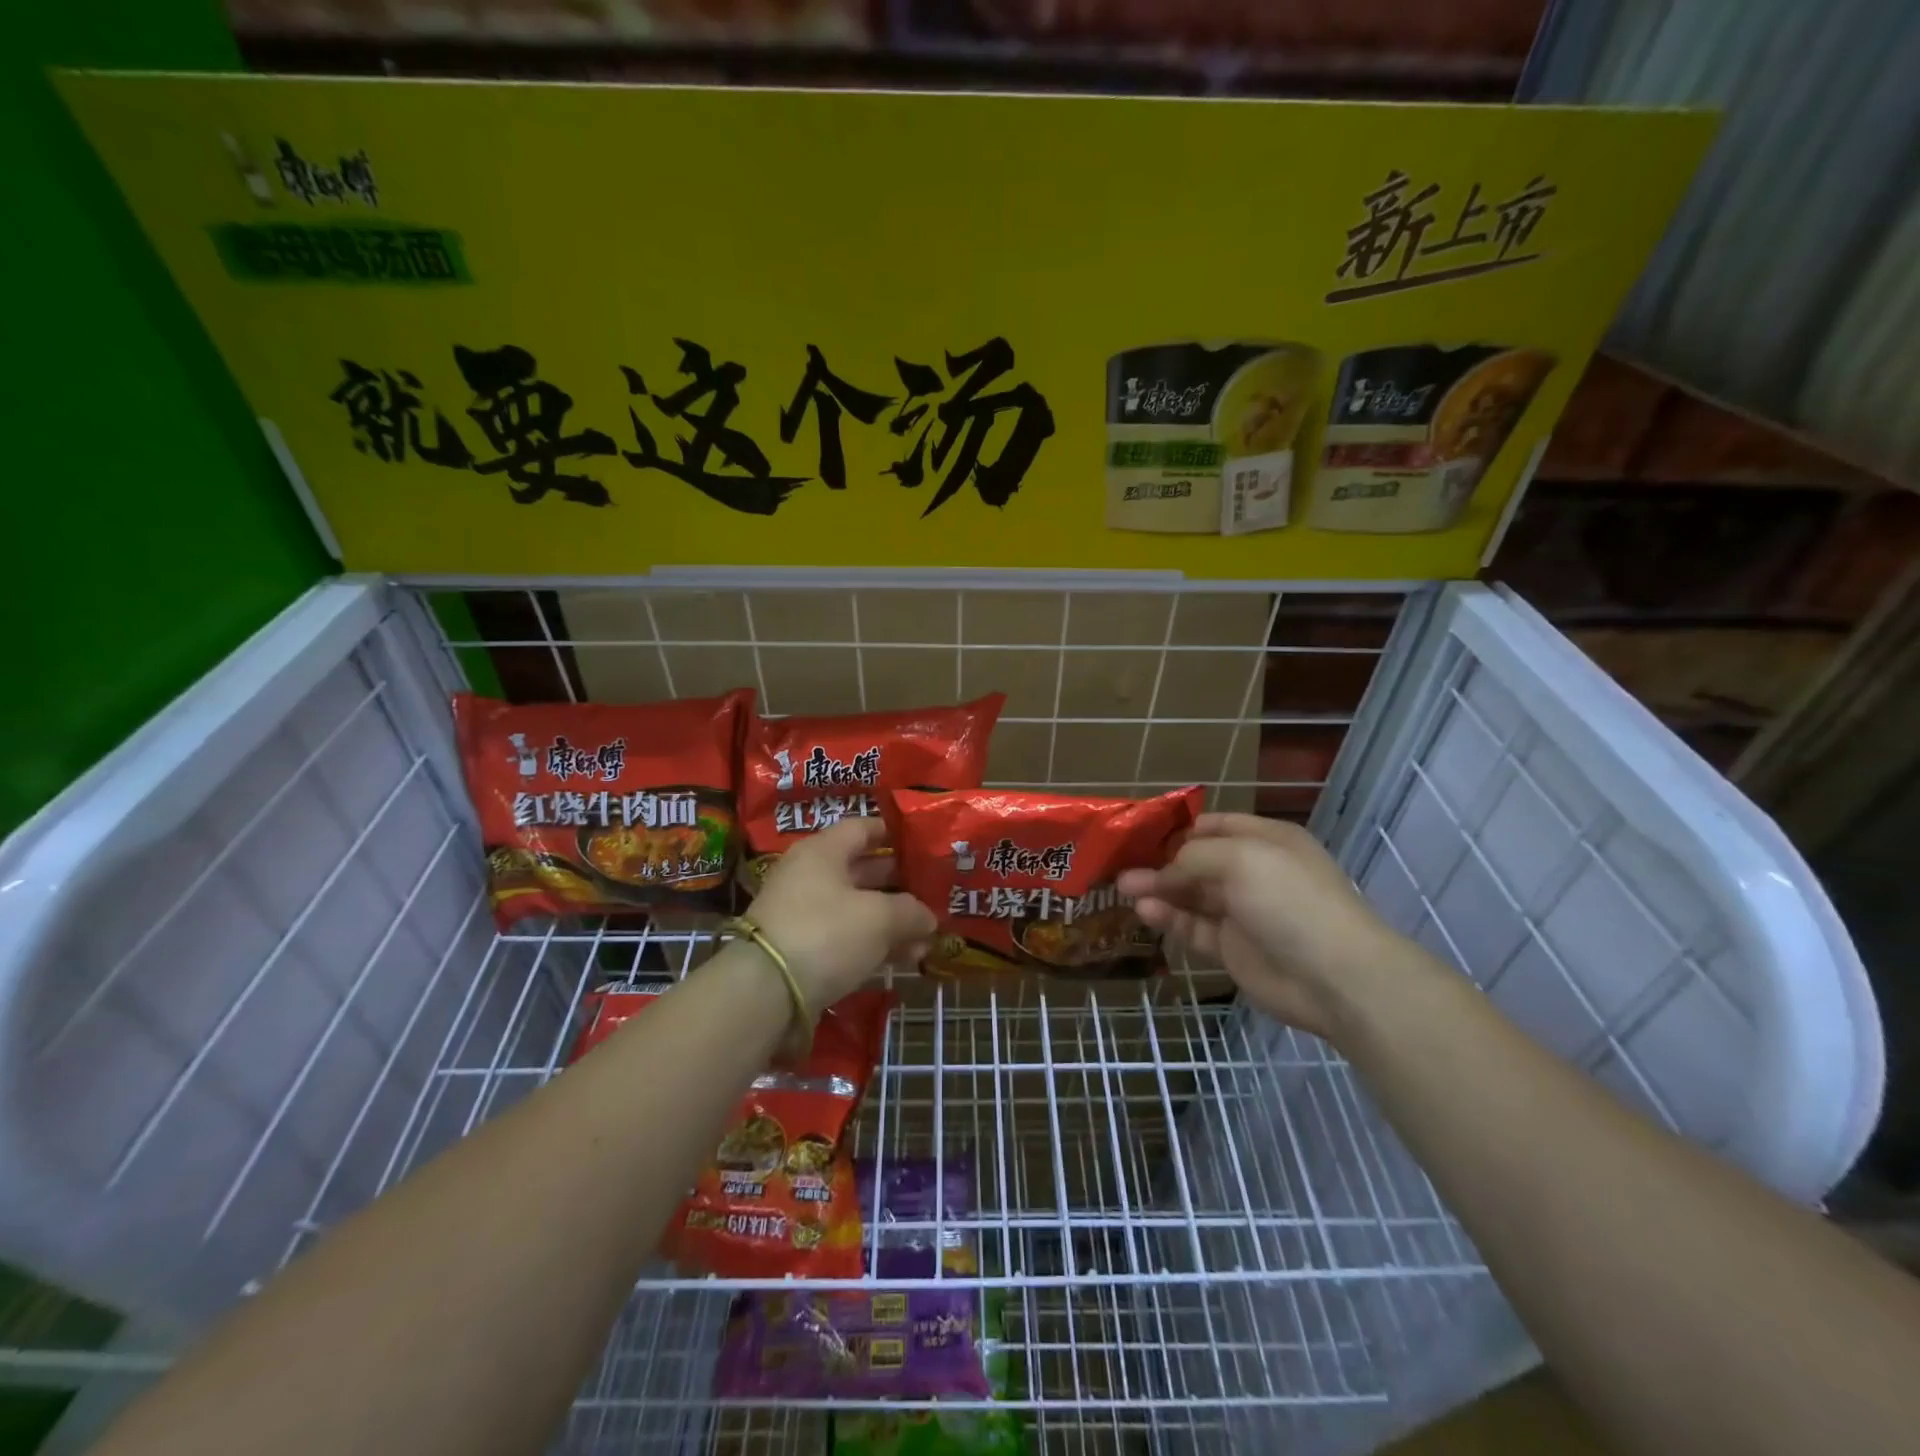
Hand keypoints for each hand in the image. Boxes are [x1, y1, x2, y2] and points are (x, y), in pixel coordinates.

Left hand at [746, 817, 936, 1009]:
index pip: (862, 828)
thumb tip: (928, 918)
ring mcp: (802, 914)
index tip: (922, 842)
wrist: (765, 992)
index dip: (893, 833)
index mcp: (823, 851)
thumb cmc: (826, 933)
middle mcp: (809, 875)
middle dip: (898, 883)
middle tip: (932, 891)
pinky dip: (873, 944)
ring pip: (856, 908)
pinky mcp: (801, 949)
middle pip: (861, 870)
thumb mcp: (879, 918)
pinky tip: (904, 959)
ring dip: (891, 920)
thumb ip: (910, 911)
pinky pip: (845, 937)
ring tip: (926, 935)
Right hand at [1117, 813, 1435, 1039]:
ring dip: (1158, 890)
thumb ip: (1192, 857)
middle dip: (1159, 862)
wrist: (1336, 976)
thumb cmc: (1290, 900)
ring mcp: (1242, 912)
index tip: (1138, 833)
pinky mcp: (1232, 948)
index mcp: (1265, 840)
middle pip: (1196, 861)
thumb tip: (1159, 870)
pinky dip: (1169, 918)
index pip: (1213, 825)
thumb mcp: (1240, 859)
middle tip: (1119, 865)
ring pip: (1190, 895)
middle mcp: (1252, 872)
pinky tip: (1145, 911)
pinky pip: (1193, 927)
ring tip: (1123, 888)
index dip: (1176, 828)